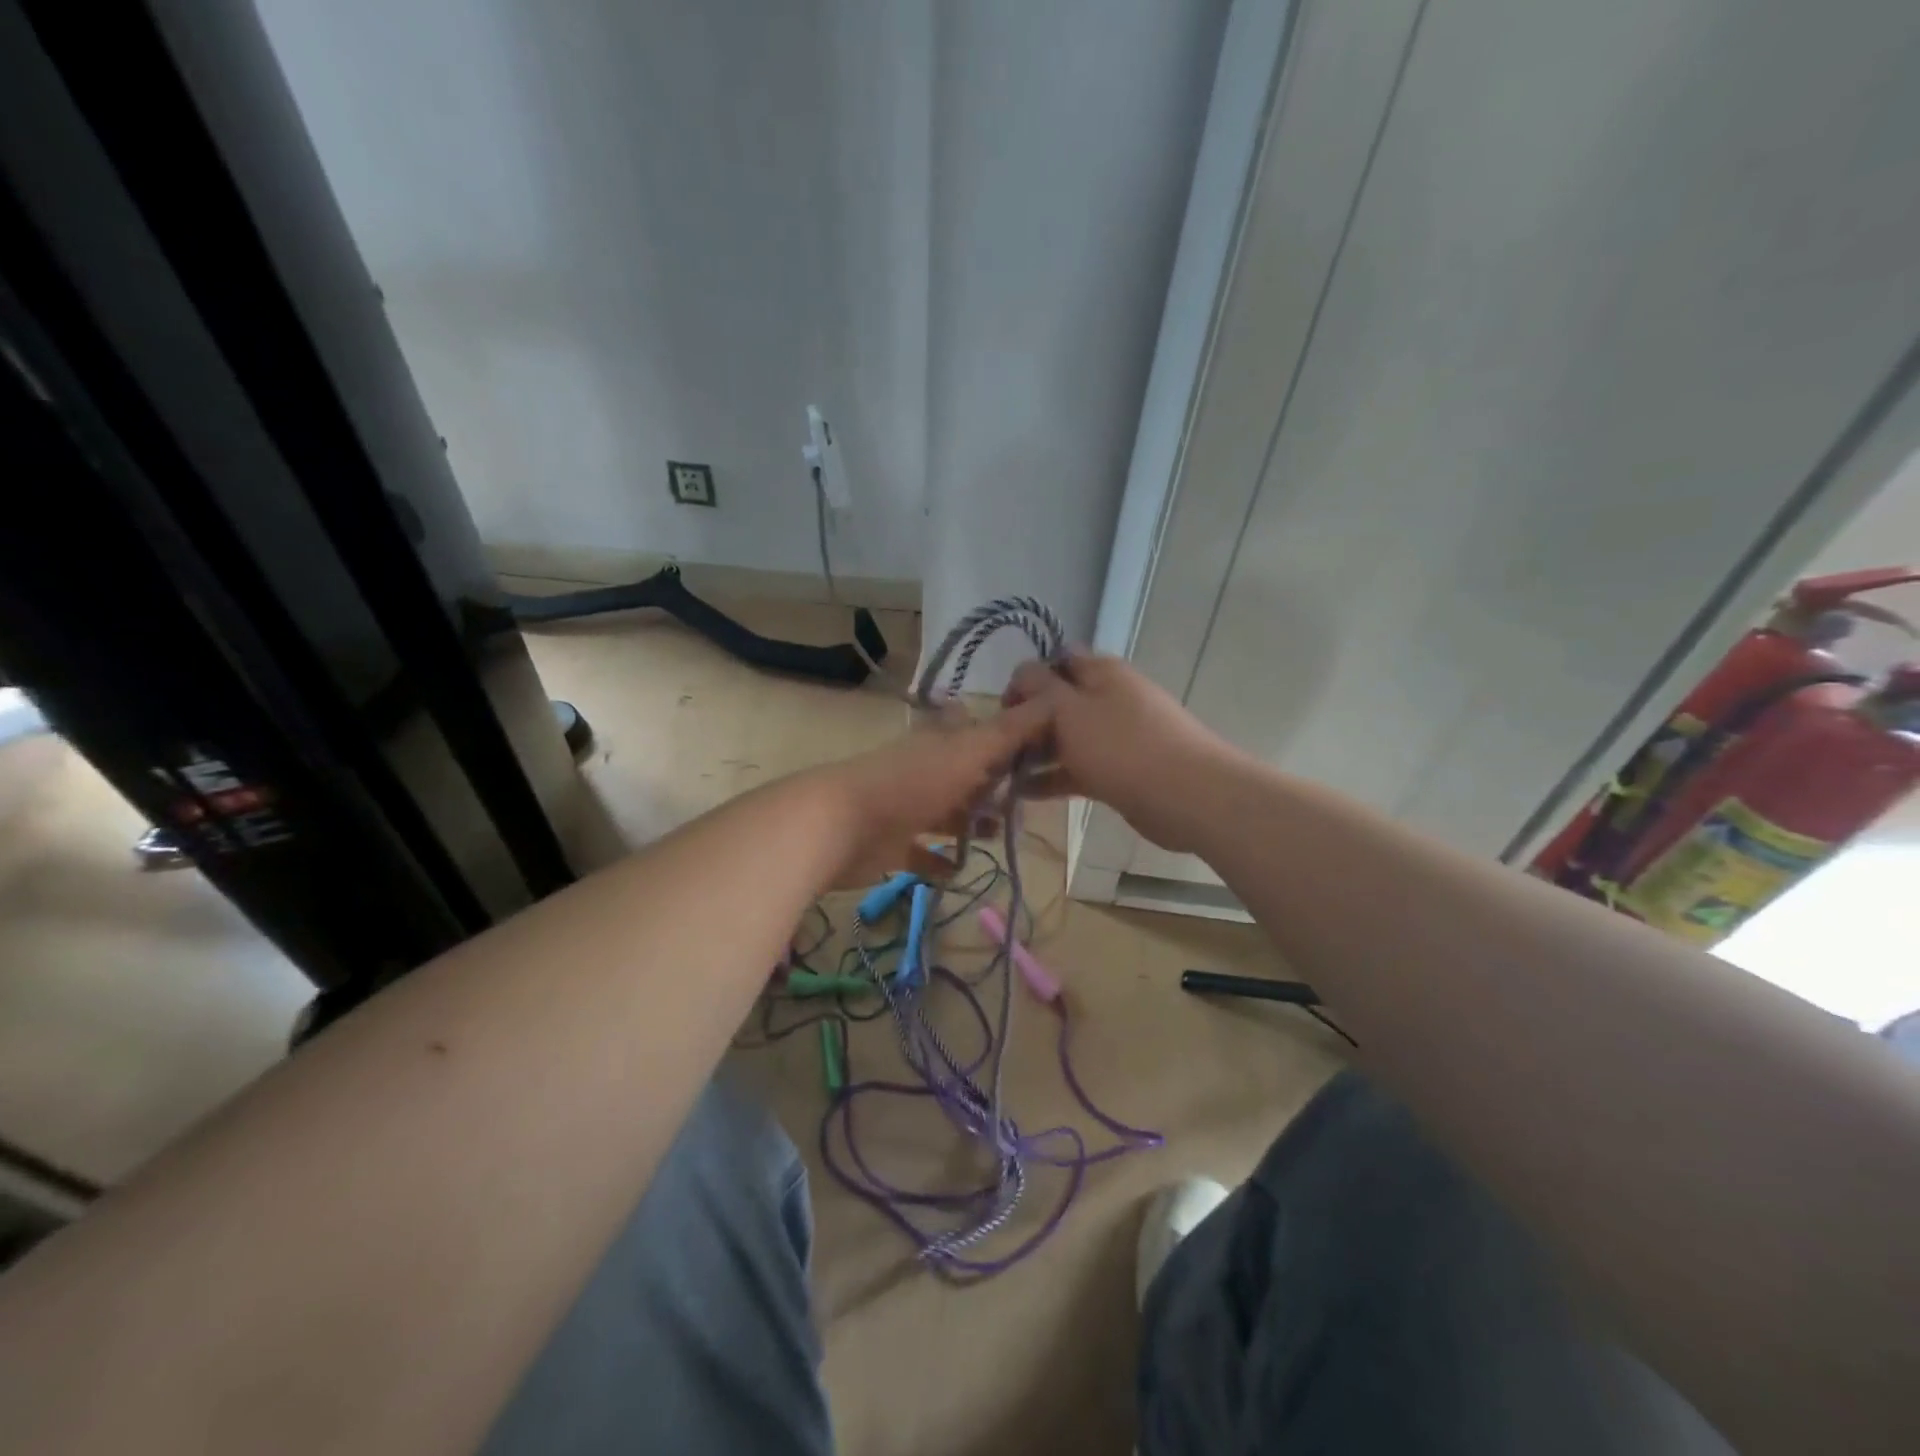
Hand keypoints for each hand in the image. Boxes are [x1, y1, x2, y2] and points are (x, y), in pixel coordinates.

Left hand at [808, 697, 1054, 888]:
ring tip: (1001, 836)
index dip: (1002, 736)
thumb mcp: (968, 752)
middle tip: (1026, 804)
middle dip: (993, 787)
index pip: (974, 730)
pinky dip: (939, 862)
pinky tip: (959, 869)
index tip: (1035, 750)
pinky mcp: (891, 846)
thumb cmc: (911, 784)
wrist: (840, 826)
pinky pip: (921, 854)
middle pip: (965, 775)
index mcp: (940, 743)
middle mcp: (924, 771)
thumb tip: (1054, 701)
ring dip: (971, 823)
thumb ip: (1009, 732)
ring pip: (946, 813)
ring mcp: (905, 808)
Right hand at [1003, 651, 1236, 852]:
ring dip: (1037, 753)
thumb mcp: (1068, 710)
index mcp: (1100, 672)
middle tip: (999, 749)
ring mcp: (1117, 735)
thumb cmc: (1121, 746)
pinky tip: (1024, 794)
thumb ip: (1039, 688)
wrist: (1187, 794)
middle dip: (1028, 722)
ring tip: (1002, 775)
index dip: (1026, 680)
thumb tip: (1022, 672)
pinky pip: (1079, 768)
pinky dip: (1054, 778)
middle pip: (1059, 702)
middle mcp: (1109, 697)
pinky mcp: (1121, 770)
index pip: (1055, 660)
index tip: (1004, 711)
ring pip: (1067, 738)